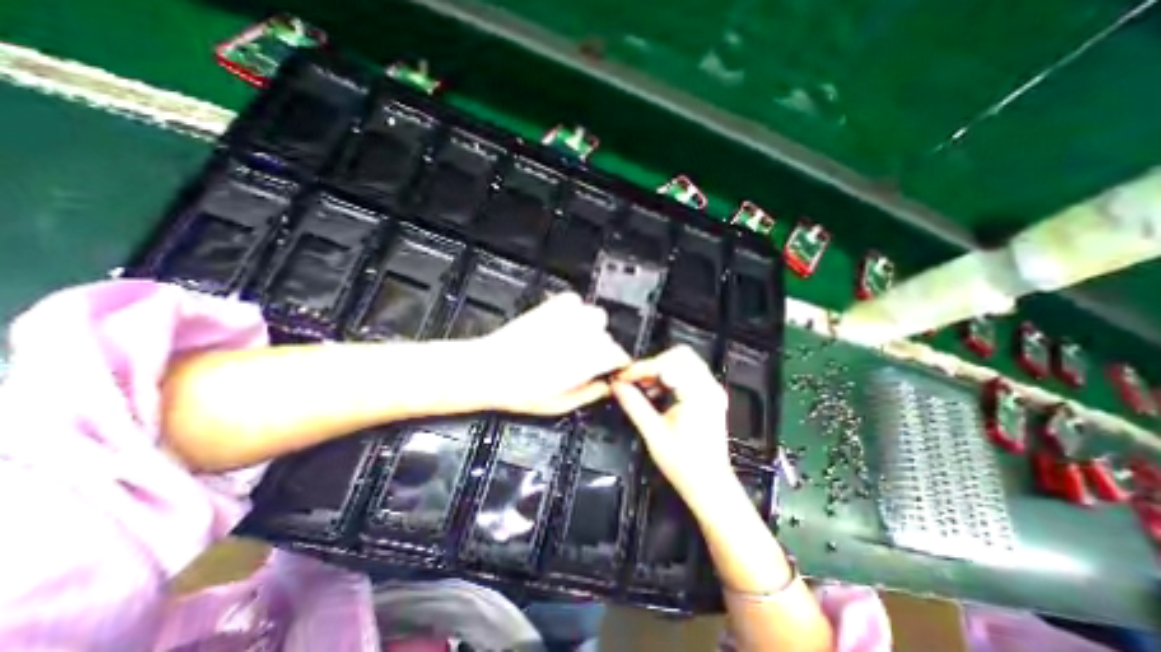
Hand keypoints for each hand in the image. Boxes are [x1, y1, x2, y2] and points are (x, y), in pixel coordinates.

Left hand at [477, 294, 631, 414]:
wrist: (490, 368)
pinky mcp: (553, 305)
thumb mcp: (561, 404)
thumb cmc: (520, 389)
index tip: (610, 369)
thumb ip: (591, 393)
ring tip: (572, 342)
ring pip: (595, 316)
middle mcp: (583, 333)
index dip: (616, 364)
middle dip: (601, 347)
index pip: (619, 355)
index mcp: (590, 358)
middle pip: (608, 335)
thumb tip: (605, 387)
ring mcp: (568, 316)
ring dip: (589, 328)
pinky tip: (562, 326)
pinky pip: (575, 302)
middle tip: (584, 360)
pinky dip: (573, 312)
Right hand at [612, 347, 727, 509]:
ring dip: (661, 369)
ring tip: (643, 386)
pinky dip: (669, 377)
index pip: (666, 366)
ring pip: (684, 362)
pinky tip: (656, 392)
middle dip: (653, 363)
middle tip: (635, 378)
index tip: (623, 376)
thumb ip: (634, 405)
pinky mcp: (708, 397)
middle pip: (680, 355)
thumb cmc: (687, 466)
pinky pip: (687, 373)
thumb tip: (618, 387)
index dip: (641, 369)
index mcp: (698, 395)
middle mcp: (709, 389)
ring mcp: (710, 392)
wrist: (710, 486)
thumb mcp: (654, 434)